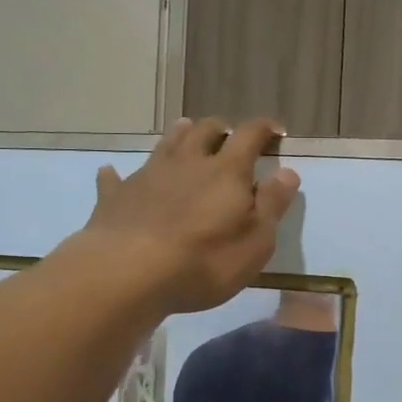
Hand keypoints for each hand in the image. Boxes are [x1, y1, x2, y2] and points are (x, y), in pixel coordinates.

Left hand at [74, 117, 299, 313]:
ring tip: (186, 130)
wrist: (127, 273)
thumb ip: (272, 204)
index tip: (276, 131)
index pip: (249, 136)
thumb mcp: (256, 241)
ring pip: (166, 144)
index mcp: (227, 172)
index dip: (264, 129)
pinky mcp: (115, 196)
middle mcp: (188, 163)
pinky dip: (118, 174)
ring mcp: (147, 176)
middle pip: (205, 131)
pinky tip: (112, 172)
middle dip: (220, 128)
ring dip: (179, 135)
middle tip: (229, 133)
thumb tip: (288, 172)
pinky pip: (116, 178)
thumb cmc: (204, 261)